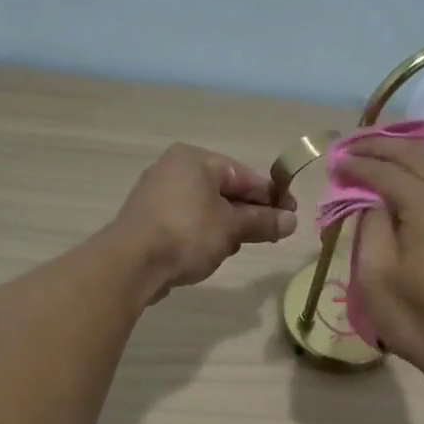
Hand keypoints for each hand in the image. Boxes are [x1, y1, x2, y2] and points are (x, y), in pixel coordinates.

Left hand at [111, 143, 296, 297]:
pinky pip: (188, 222)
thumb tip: (292, 221)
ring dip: (227, 227)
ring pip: (207, 208)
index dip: (271, 196)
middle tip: (271, 235)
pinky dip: (204, 234)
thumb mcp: (232, 227)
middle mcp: (174, 169)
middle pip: (225, 190)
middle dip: (249, 214)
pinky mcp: (149, 220)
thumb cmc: (187, 234)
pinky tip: (211, 253)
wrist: (131, 264)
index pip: (244, 175)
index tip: (292, 215)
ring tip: (236, 248)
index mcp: (195, 159)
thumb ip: (263, 222)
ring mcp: (158, 195)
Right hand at [338, 137, 423, 382]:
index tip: (335, 160)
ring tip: (378, 152)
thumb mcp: (377, 276)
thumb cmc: (418, 321)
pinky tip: (410, 173)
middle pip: (418, 155)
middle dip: (383, 146)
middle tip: (352, 145)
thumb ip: (371, 225)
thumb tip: (370, 198)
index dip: (359, 164)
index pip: (388, 172)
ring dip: (408, 152)